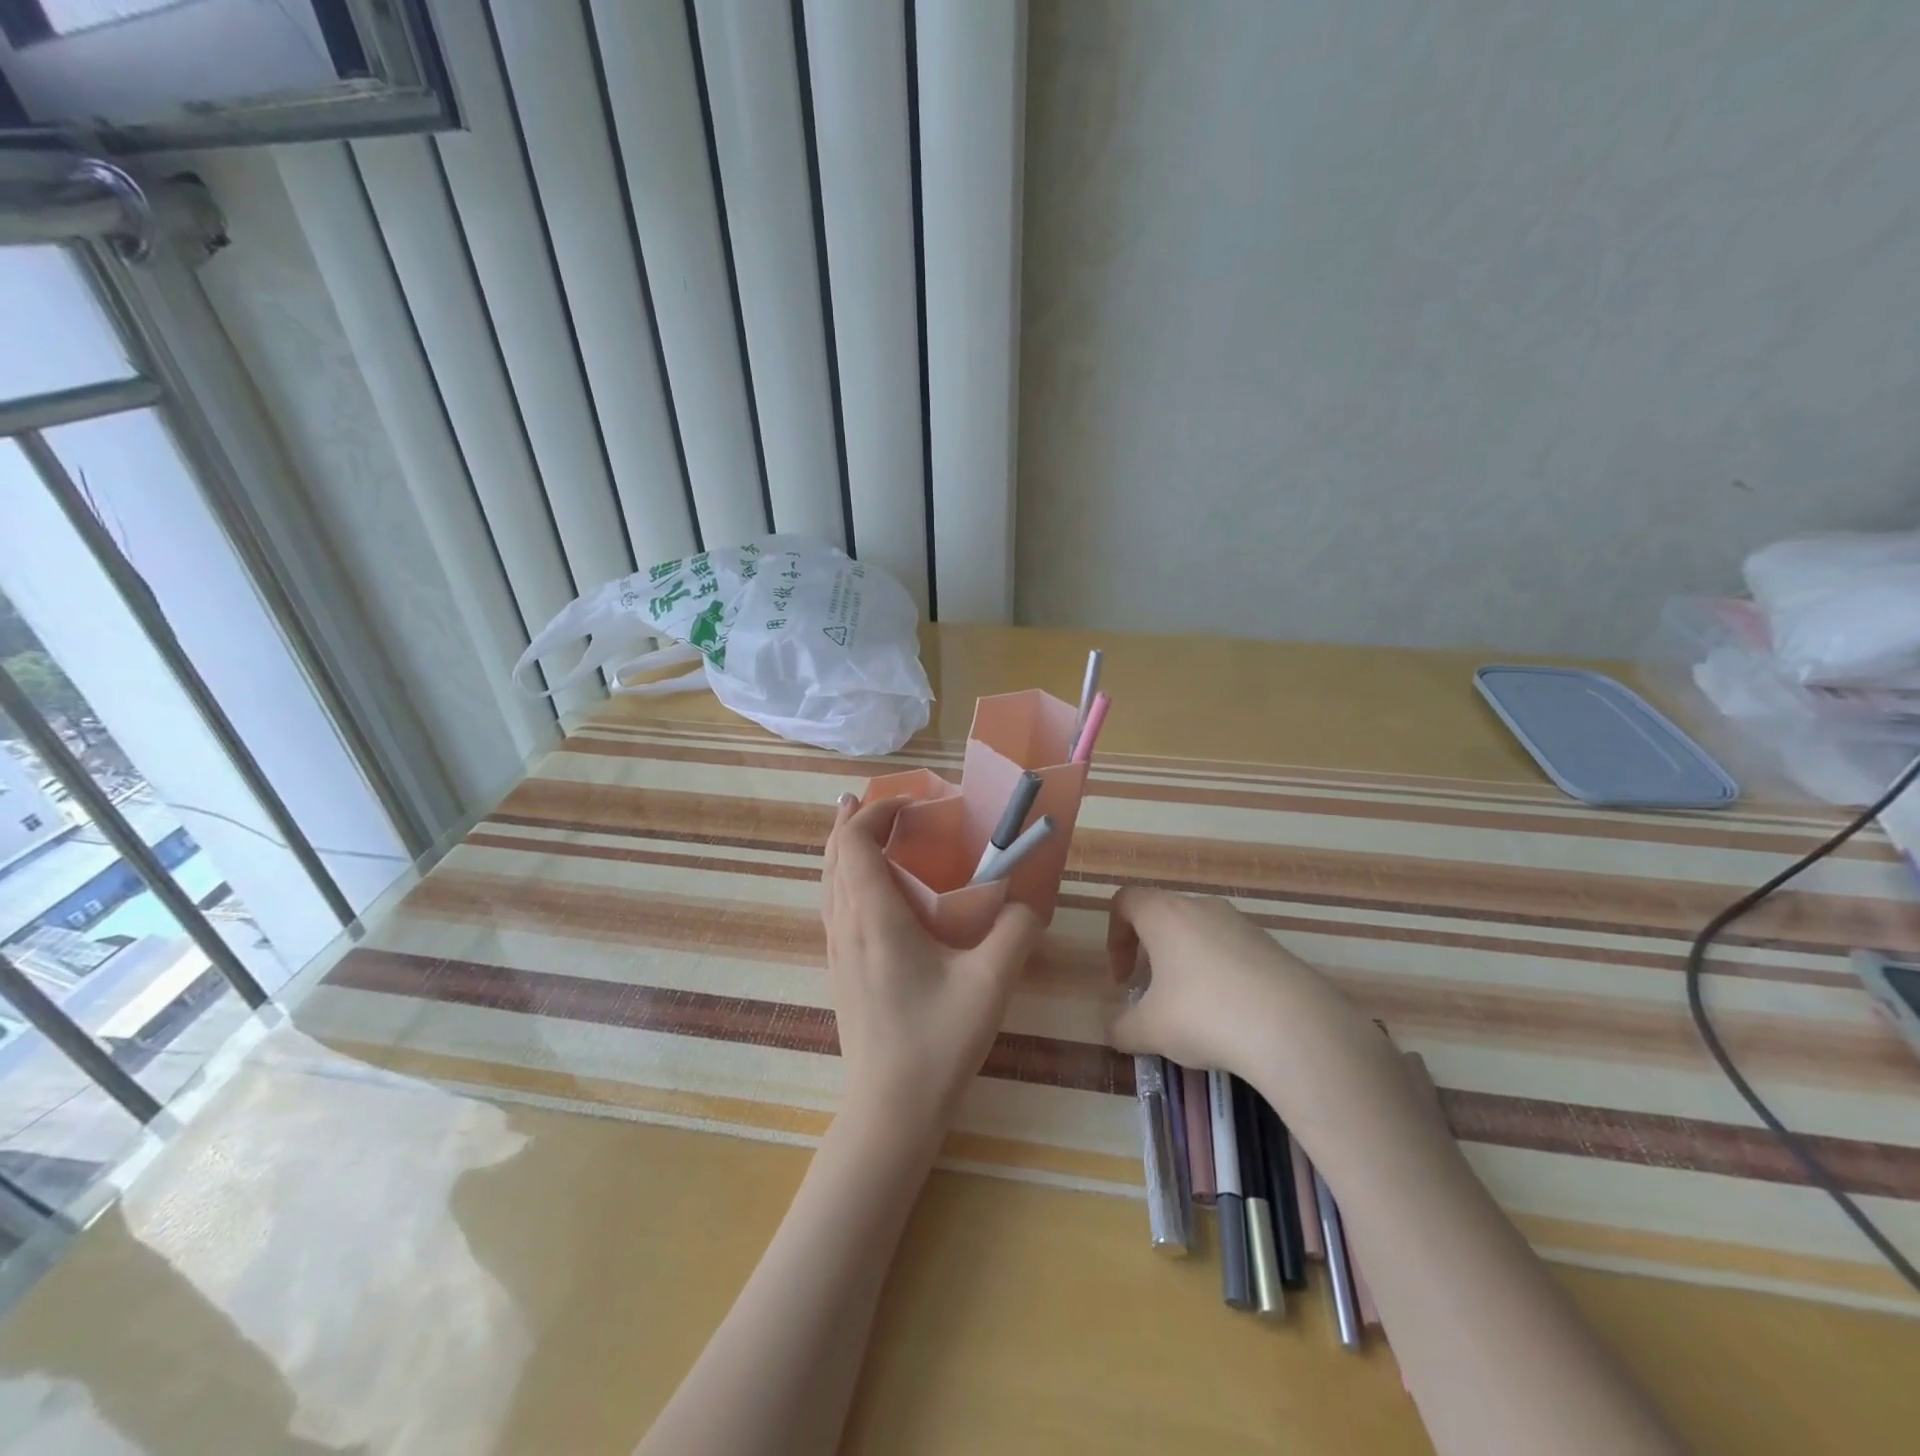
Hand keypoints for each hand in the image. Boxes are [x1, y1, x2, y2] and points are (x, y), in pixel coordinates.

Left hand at [822, 795, 1044, 1136]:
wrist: (889, 1109)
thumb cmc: (938, 1042)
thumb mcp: (991, 983)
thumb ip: (1016, 932)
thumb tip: (1028, 902)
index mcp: (874, 918)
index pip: (855, 842)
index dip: (876, 811)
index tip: (913, 804)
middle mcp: (845, 925)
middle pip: (834, 853)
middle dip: (855, 818)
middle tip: (883, 800)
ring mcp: (836, 949)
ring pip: (828, 879)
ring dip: (846, 845)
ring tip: (866, 825)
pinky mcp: (838, 969)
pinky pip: (832, 903)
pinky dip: (845, 874)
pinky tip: (869, 886)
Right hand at [1104, 886, 1328, 1074]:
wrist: (1296, 1028)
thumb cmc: (1205, 1014)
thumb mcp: (1151, 1030)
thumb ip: (1123, 1029)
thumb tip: (1114, 1032)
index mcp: (1164, 914)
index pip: (1125, 901)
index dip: (1114, 936)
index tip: (1123, 978)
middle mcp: (1201, 907)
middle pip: (1164, 916)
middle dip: (1152, 953)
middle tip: (1153, 995)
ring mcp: (1242, 924)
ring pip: (1201, 934)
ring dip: (1188, 965)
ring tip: (1194, 1011)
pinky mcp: (1274, 947)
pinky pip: (1234, 952)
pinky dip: (1222, 976)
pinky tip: (1232, 1018)